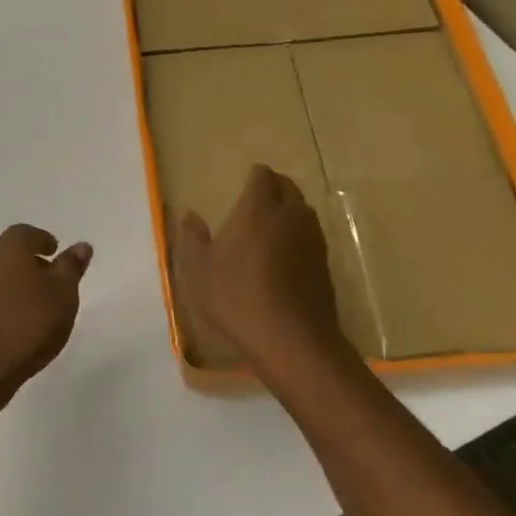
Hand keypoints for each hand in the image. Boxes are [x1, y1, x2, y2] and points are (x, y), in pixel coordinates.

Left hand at [0, 224, 92, 413]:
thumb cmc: (29, 323)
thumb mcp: (63, 294)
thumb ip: (71, 267)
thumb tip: (81, 246)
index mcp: (9, 247)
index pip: (27, 233)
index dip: (43, 241)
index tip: (56, 252)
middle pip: (10, 250)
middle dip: (30, 259)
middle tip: (51, 275)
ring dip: (16, 280)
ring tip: (38, 301)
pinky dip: (5, 299)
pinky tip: (18, 319)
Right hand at [172, 165, 354, 392]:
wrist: (291, 339)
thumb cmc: (236, 298)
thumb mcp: (198, 270)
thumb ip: (192, 239)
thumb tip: (189, 215)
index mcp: (259, 209)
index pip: (263, 176)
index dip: (255, 176)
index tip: (246, 182)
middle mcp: (290, 216)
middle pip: (289, 188)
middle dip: (275, 188)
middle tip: (258, 199)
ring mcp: (312, 240)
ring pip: (304, 212)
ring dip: (290, 211)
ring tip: (272, 225)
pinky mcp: (325, 265)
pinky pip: (312, 237)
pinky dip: (300, 236)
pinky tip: (286, 255)